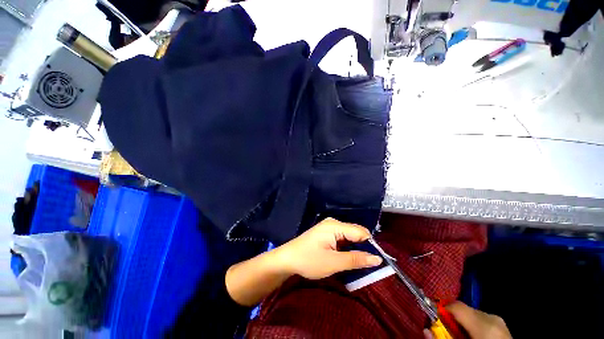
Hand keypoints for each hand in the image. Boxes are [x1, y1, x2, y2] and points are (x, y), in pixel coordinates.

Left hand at [273, 218, 382, 279]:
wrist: (288, 259)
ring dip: (354, 249)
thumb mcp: (334, 263)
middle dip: (362, 247)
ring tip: (356, 263)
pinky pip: (342, 238)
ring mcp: (329, 227)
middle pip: (356, 233)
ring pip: (349, 236)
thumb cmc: (309, 260)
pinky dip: (347, 248)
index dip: (370, 245)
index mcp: (335, 225)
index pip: (360, 232)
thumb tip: (378, 258)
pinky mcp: (326, 233)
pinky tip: (345, 257)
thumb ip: (356, 259)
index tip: (376, 262)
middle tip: (365, 265)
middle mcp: (333, 223)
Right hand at [424, 302, 511, 338]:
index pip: (456, 305)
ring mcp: (500, 320)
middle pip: (463, 308)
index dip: (441, 309)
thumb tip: (425, 329)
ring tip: (460, 334)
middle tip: (445, 329)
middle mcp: (492, 317)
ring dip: (463, 321)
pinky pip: (482, 319)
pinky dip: (473, 325)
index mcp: (483, 323)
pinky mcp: (503, 325)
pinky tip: (472, 335)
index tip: (433, 318)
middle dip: (452, 317)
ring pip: (473, 313)